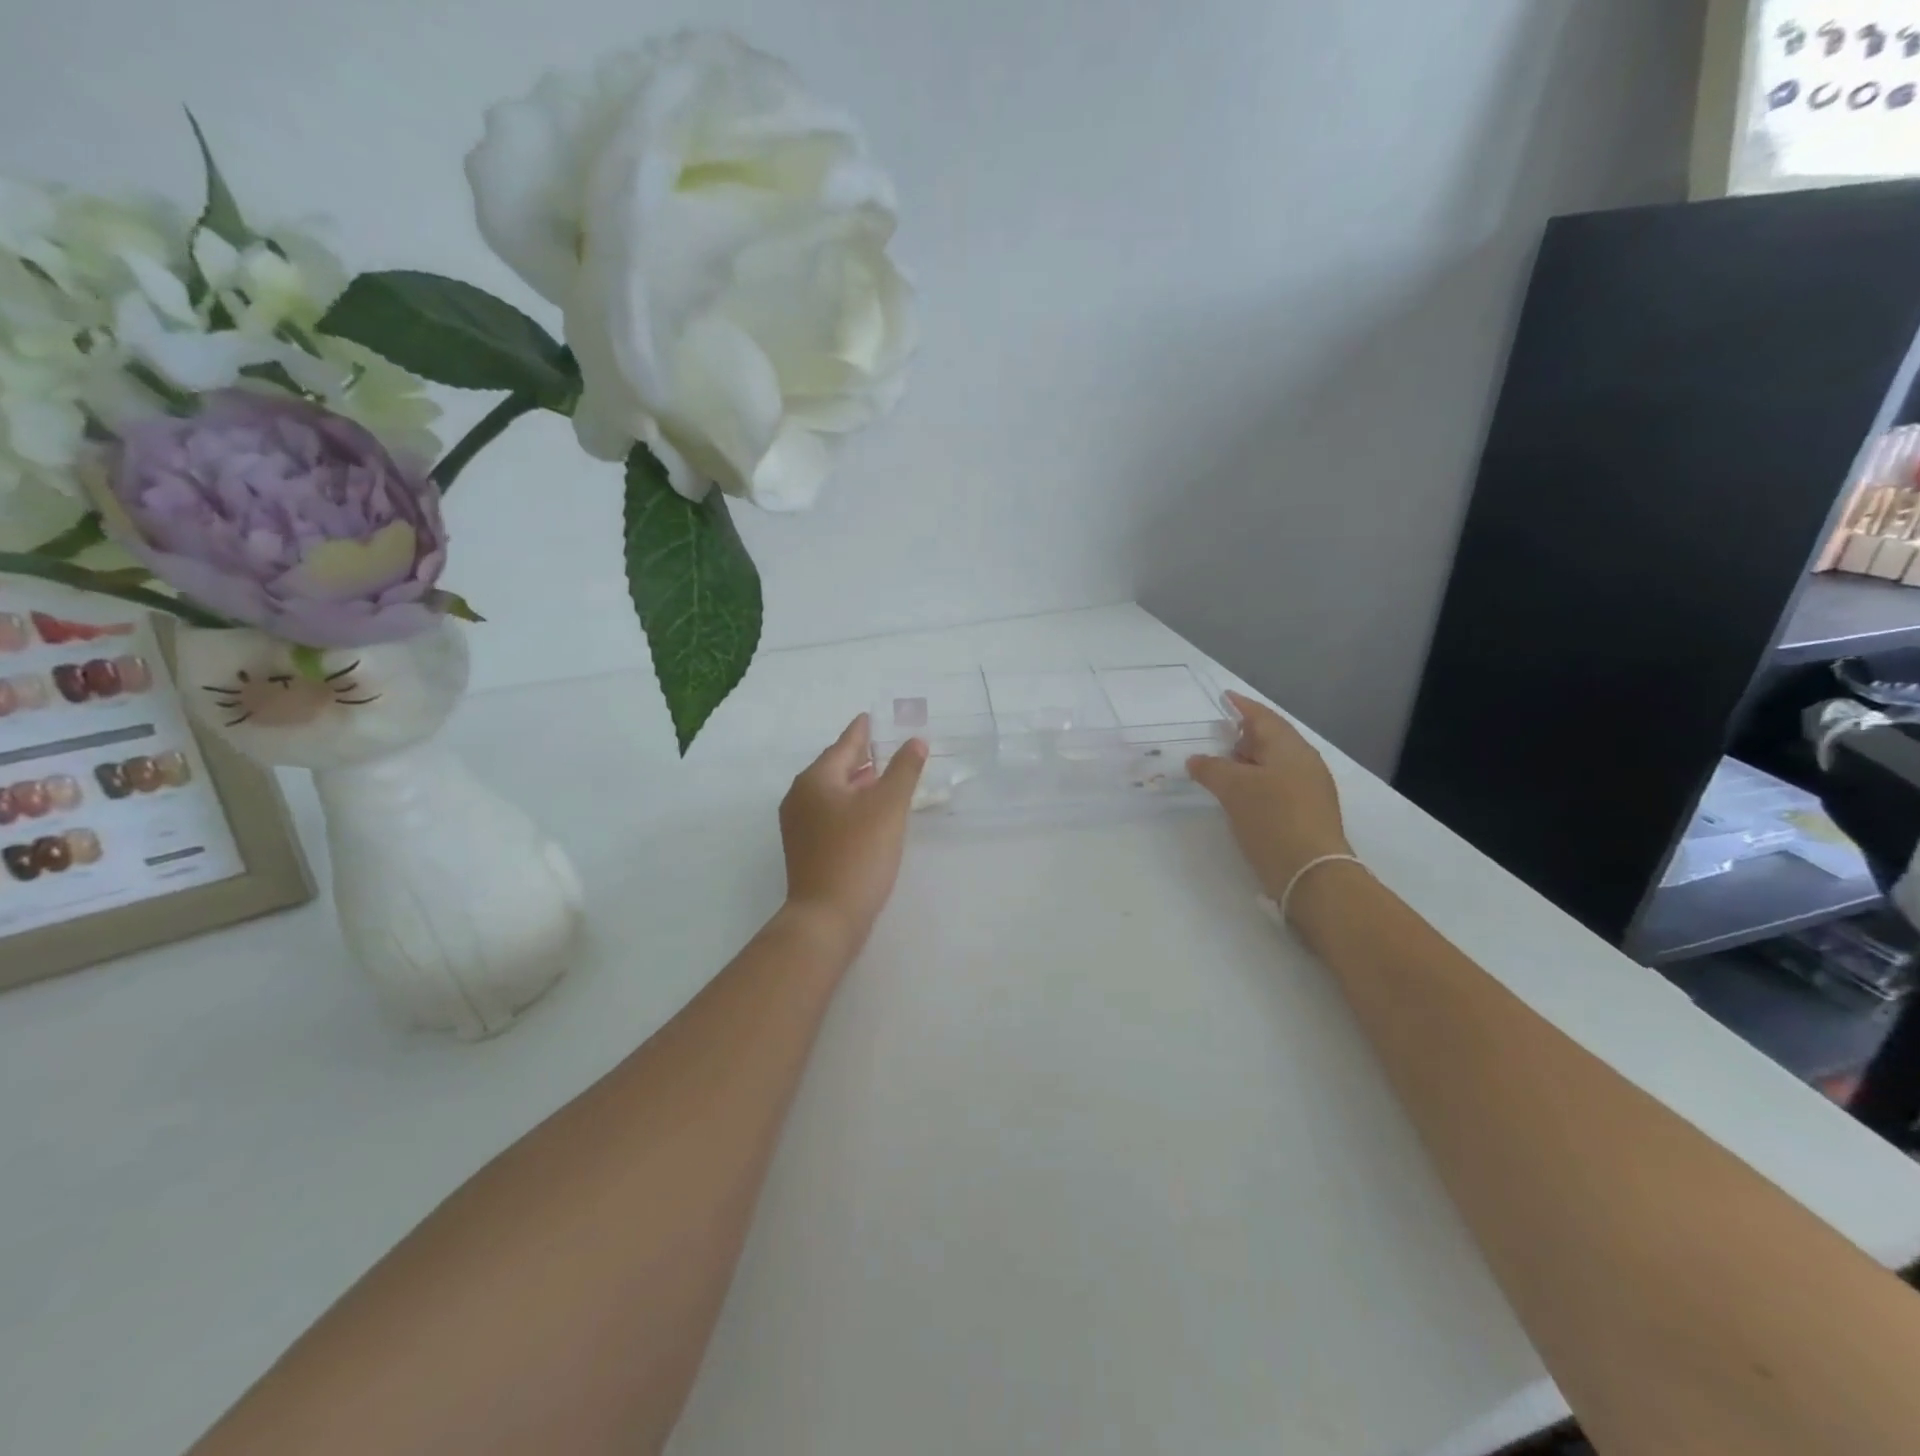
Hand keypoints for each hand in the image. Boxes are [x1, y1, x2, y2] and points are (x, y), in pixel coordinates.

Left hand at [780, 714, 927, 952]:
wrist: (826, 917)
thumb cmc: (857, 854)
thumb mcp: (888, 807)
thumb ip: (903, 770)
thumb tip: (915, 741)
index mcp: (816, 780)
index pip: (844, 745)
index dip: (862, 731)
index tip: (871, 717)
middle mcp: (801, 797)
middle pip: (834, 767)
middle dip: (860, 757)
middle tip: (884, 745)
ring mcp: (799, 825)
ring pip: (832, 792)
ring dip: (857, 782)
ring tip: (882, 776)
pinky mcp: (806, 848)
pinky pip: (830, 813)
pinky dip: (851, 805)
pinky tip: (869, 813)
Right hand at [1187, 691, 1351, 898]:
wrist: (1312, 874)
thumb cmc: (1272, 819)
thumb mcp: (1233, 789)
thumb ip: (1211, 768)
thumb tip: (1197, 759)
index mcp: (1290, 748)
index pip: (1263, 717)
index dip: (1242, 706)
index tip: (1224, 697)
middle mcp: (1304, 762)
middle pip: (1272, 739)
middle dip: (1244, 735)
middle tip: (1217, 735)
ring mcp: (1310, 789)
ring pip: (1274, 764)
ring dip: (1248, 761)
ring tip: (1222, 766)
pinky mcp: (1307, 813)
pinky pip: (1277, 784)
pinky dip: (1256, 781)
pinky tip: (1240, 794)